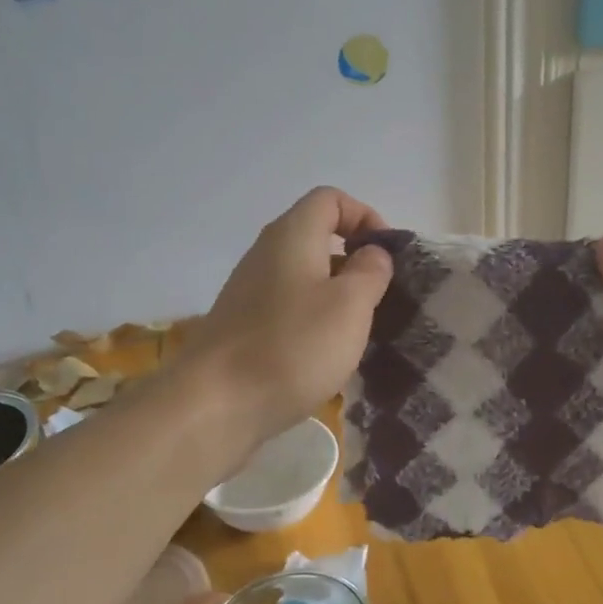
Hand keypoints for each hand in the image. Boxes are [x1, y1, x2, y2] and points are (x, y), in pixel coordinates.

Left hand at [183, 187, 392, 447]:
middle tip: (378, 296)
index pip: (330, 199)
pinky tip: (323, 354)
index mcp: (292, 235)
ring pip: (303, 275)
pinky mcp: (242, 325)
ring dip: (335, 293)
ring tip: (356, 329)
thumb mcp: (350, 305)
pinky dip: (312, 318)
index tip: (386, 256)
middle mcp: (265, 253)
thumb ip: (370, 271)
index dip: (365, 216)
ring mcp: (249, 291)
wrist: (216, 404)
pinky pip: (287, 306)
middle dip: (353, 259)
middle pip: (316, 236)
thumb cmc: (293, 346)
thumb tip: (372, 254)